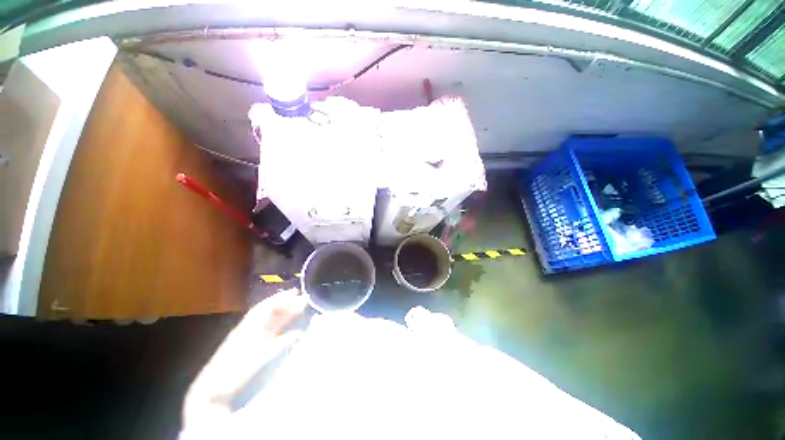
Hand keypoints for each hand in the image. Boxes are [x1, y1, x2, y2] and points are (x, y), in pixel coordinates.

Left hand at [182, 289, 306, 430]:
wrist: (215, 390)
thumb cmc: (238, 371)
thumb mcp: (262, 357)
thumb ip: (282, 343)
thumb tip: (299, 333)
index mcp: (250, 326)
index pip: (268, 306)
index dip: (282, 298)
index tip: (296, 292)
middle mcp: (251, 328)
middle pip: (270, 312)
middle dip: (286, 304)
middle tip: (302, 298)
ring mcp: (250, 338)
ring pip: (271, 320)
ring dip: (285, 313)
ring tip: (299, 307)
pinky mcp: (251, 348)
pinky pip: (270, 331)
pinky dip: (281, 326)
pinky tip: (289, 327)